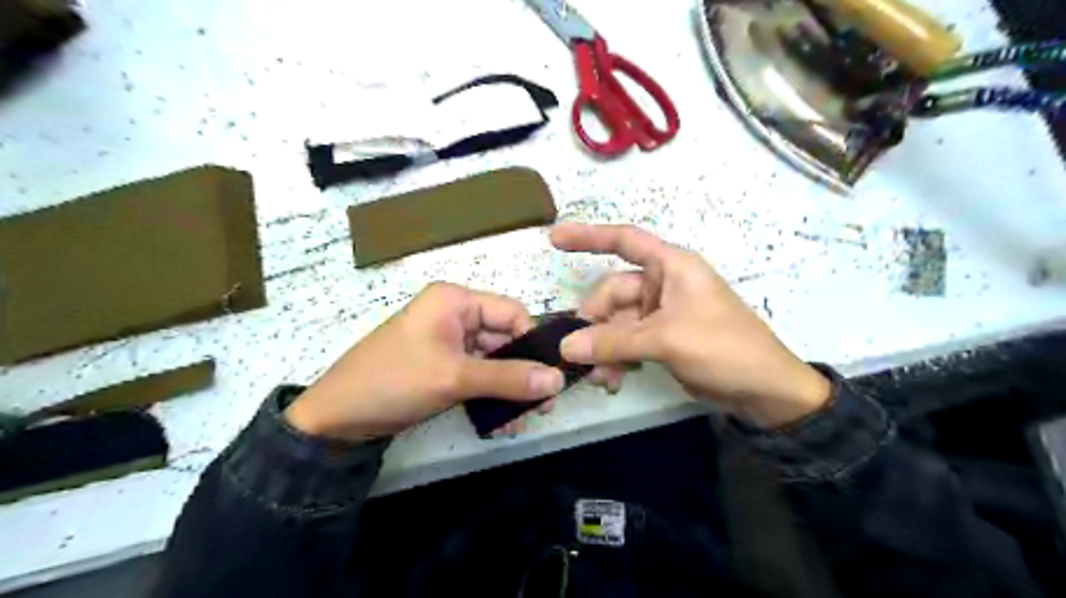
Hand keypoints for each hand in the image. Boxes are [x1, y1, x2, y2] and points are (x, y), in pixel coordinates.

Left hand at [283, 284, 565, 441]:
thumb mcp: (455, 378)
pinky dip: (490, 396)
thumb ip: (509, 378)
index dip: (532, 342)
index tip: (550, 377)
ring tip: (524, 419)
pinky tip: (501, 422)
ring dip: (509, 389)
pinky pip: (478, 376)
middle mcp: (455, 315)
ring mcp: (449, 343)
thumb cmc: (394, 382)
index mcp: (455, 301)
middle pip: (504, 338)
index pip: (512, 313)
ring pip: (494, 361)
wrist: (336, 419)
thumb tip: (558, 380)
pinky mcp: (443, 367)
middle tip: (544, 406)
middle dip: (524, 372)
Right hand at [549, 223, 831, 426]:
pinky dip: (615, 357)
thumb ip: (613, 341)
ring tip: (600, 376)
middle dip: (594, 321)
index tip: (553, 238)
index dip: (588, 236)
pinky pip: (626, 341)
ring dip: (603, 346)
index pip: (625, 240)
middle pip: (613, 292)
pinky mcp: (662, 338)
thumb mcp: (667, 340)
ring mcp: (662, 313)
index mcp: (671, 266)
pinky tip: (612, 378)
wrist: (764, 390)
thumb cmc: (724, 347)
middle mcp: (663, 284)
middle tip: (579, 353)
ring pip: (616, 322)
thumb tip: (566, 347)